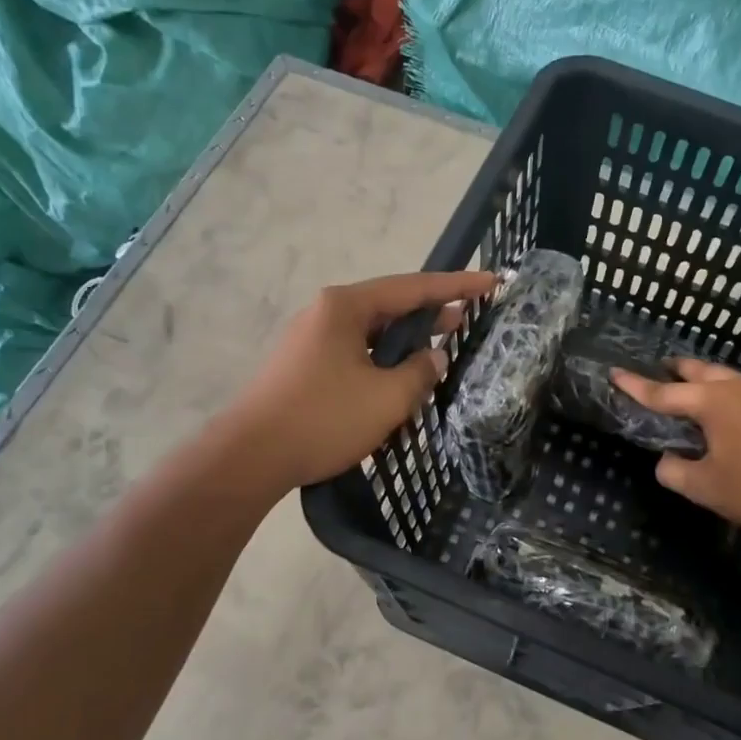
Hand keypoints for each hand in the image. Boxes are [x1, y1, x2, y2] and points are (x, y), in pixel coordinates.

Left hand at [225, 271, 495, 490]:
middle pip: (390, 304)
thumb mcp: (387, 398)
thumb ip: (420, 371)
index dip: (456, 286)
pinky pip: (355, 351)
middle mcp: (326, 313)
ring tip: (441, 346)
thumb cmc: (323, 419)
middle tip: (470, 318)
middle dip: (431, 312)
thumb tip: (434, 356)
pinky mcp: (303, 365)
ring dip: (407, 339)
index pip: (413, 287)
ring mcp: (310, 339)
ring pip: (372, 331)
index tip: (491, 282)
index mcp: (346, 307)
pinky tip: (400, 376)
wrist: (249, 457)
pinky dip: (384, 358)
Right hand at [612, 358, 740, 548]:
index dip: (635, 385)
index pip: (664, 393)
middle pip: (696, 371)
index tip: (615, 373)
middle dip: (673, 371)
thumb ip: (672, 469)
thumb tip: (668, 459)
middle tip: (656, 373)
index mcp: (714, 401)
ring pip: (722, 376)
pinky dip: (721, 391)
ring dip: (700, 380)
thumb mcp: (701, 486)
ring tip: (685, 390)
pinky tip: (719, 410)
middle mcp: (738, 386)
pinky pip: (740, 389)